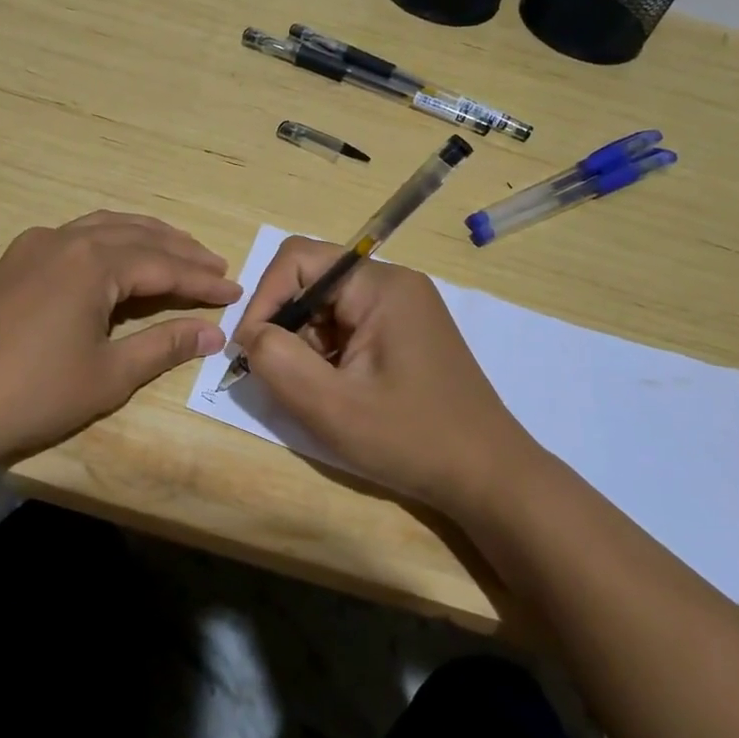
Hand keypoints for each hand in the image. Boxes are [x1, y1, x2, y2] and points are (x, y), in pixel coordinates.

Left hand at [0, 211, 240, 467]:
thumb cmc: (34, 394)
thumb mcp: (110, 375)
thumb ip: (165, 346)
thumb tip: (215, 333)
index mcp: (92, 263)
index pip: (164, 265)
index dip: (203, 280)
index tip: (236, 291)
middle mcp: (65, 239)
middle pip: (137, 235)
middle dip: (180, 251)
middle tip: (216, 268)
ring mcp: (34, 246)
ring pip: (104, 228)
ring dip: (145, 238)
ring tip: (178, 254)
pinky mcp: (14, 262)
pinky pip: (75, 236)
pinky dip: (109, 241)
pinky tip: (117, 259)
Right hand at [232, 236, 541, 516]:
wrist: (488, 477)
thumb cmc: (412, 439)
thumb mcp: (332, 406)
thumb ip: (278, 360)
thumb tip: (250, 334)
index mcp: (381, 286)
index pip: (299, 259)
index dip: (264, 298)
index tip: (251, 350)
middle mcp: (393, 285)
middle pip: (312, 282)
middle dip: (285, 327)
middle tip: (280, 379)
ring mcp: (401, 310)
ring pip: (326, 309)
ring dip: (305, 347)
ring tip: (314, 394)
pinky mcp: (403, 335)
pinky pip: (346, 329)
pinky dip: (326, 357)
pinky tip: (336, 395)